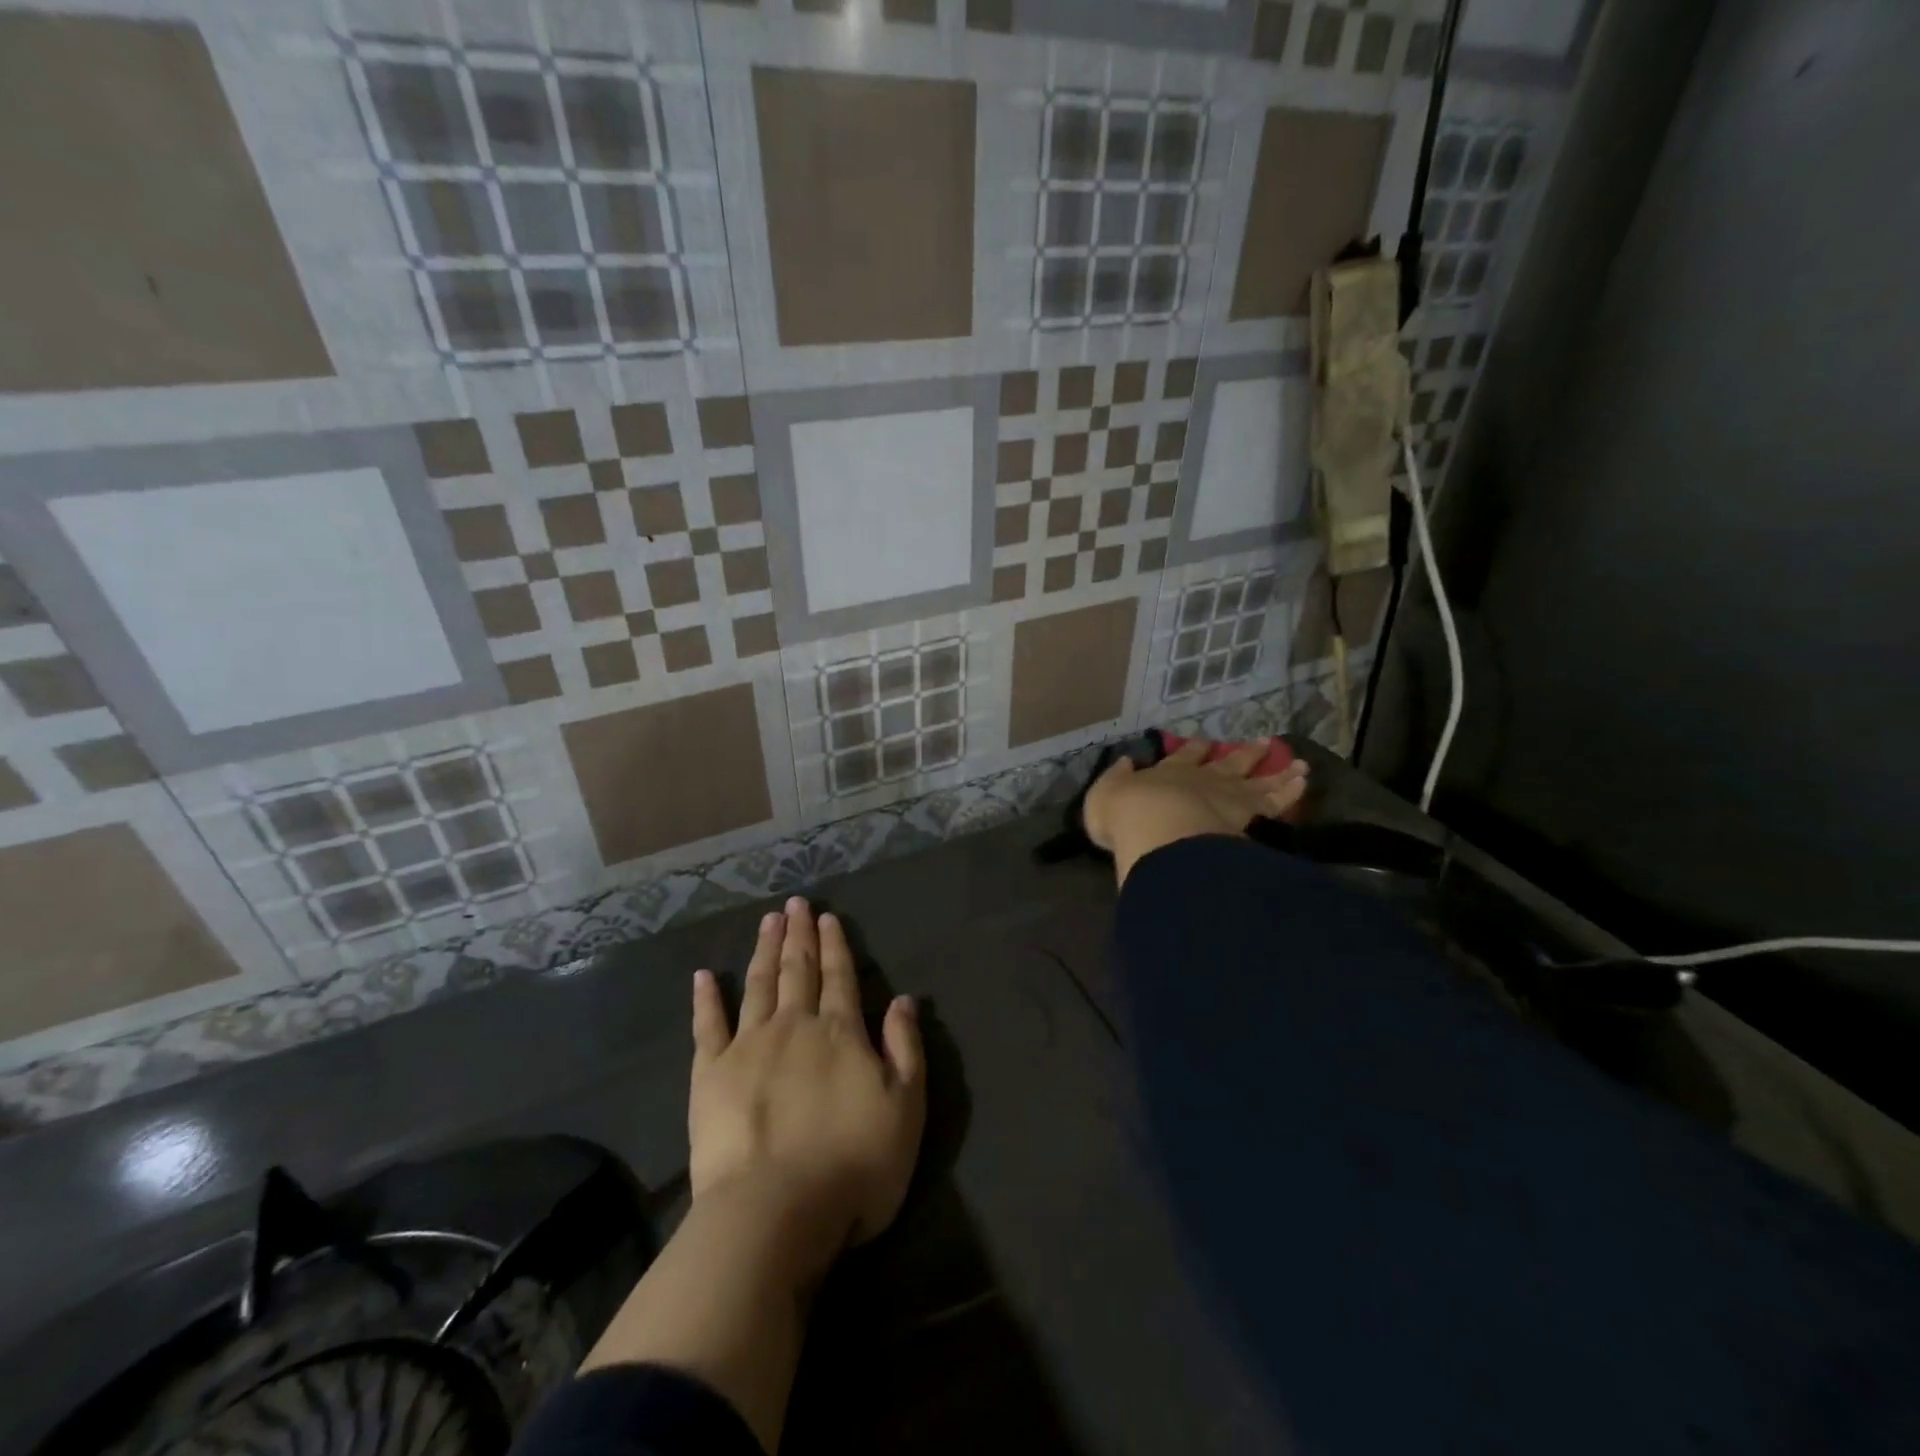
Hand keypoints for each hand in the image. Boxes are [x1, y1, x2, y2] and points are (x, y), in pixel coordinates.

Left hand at [690, 898, 925, 1278]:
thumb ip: (906, 1048)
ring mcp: (748, 1046)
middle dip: (799, 934)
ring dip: (764, 950)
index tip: (827, 916)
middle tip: (795, 903)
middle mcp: (794, 1026)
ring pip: (759, 985)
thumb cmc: (853, 1165)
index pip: (839, 976)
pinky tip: (704, 976)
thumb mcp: (906, 1108)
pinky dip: (707, 999)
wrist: (774, 1212)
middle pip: (798, 969)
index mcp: (840, 1032)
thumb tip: (905, 998)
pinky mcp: (710, 1074)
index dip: (835, 944)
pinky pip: (707, 1026)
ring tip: (767, 920)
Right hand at [1083, 738, 1309, 883]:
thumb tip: (1124, 763)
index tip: (1205, 742)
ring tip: (1299, 764)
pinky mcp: (1251, 816)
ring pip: (1259, 780)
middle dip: (1244, 753)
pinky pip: (1276, 802)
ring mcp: (1230, 796)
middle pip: (1228, 762)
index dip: (1195, 749)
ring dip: (1277, 770)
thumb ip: (1116, 779)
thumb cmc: (1126, 816)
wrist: (1158, 832)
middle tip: (1263, 743)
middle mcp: (1203, 779)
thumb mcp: (1104, 795)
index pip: (1184, 756)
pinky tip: (1302, 784)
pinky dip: (1290, 792)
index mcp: (1168, 772)